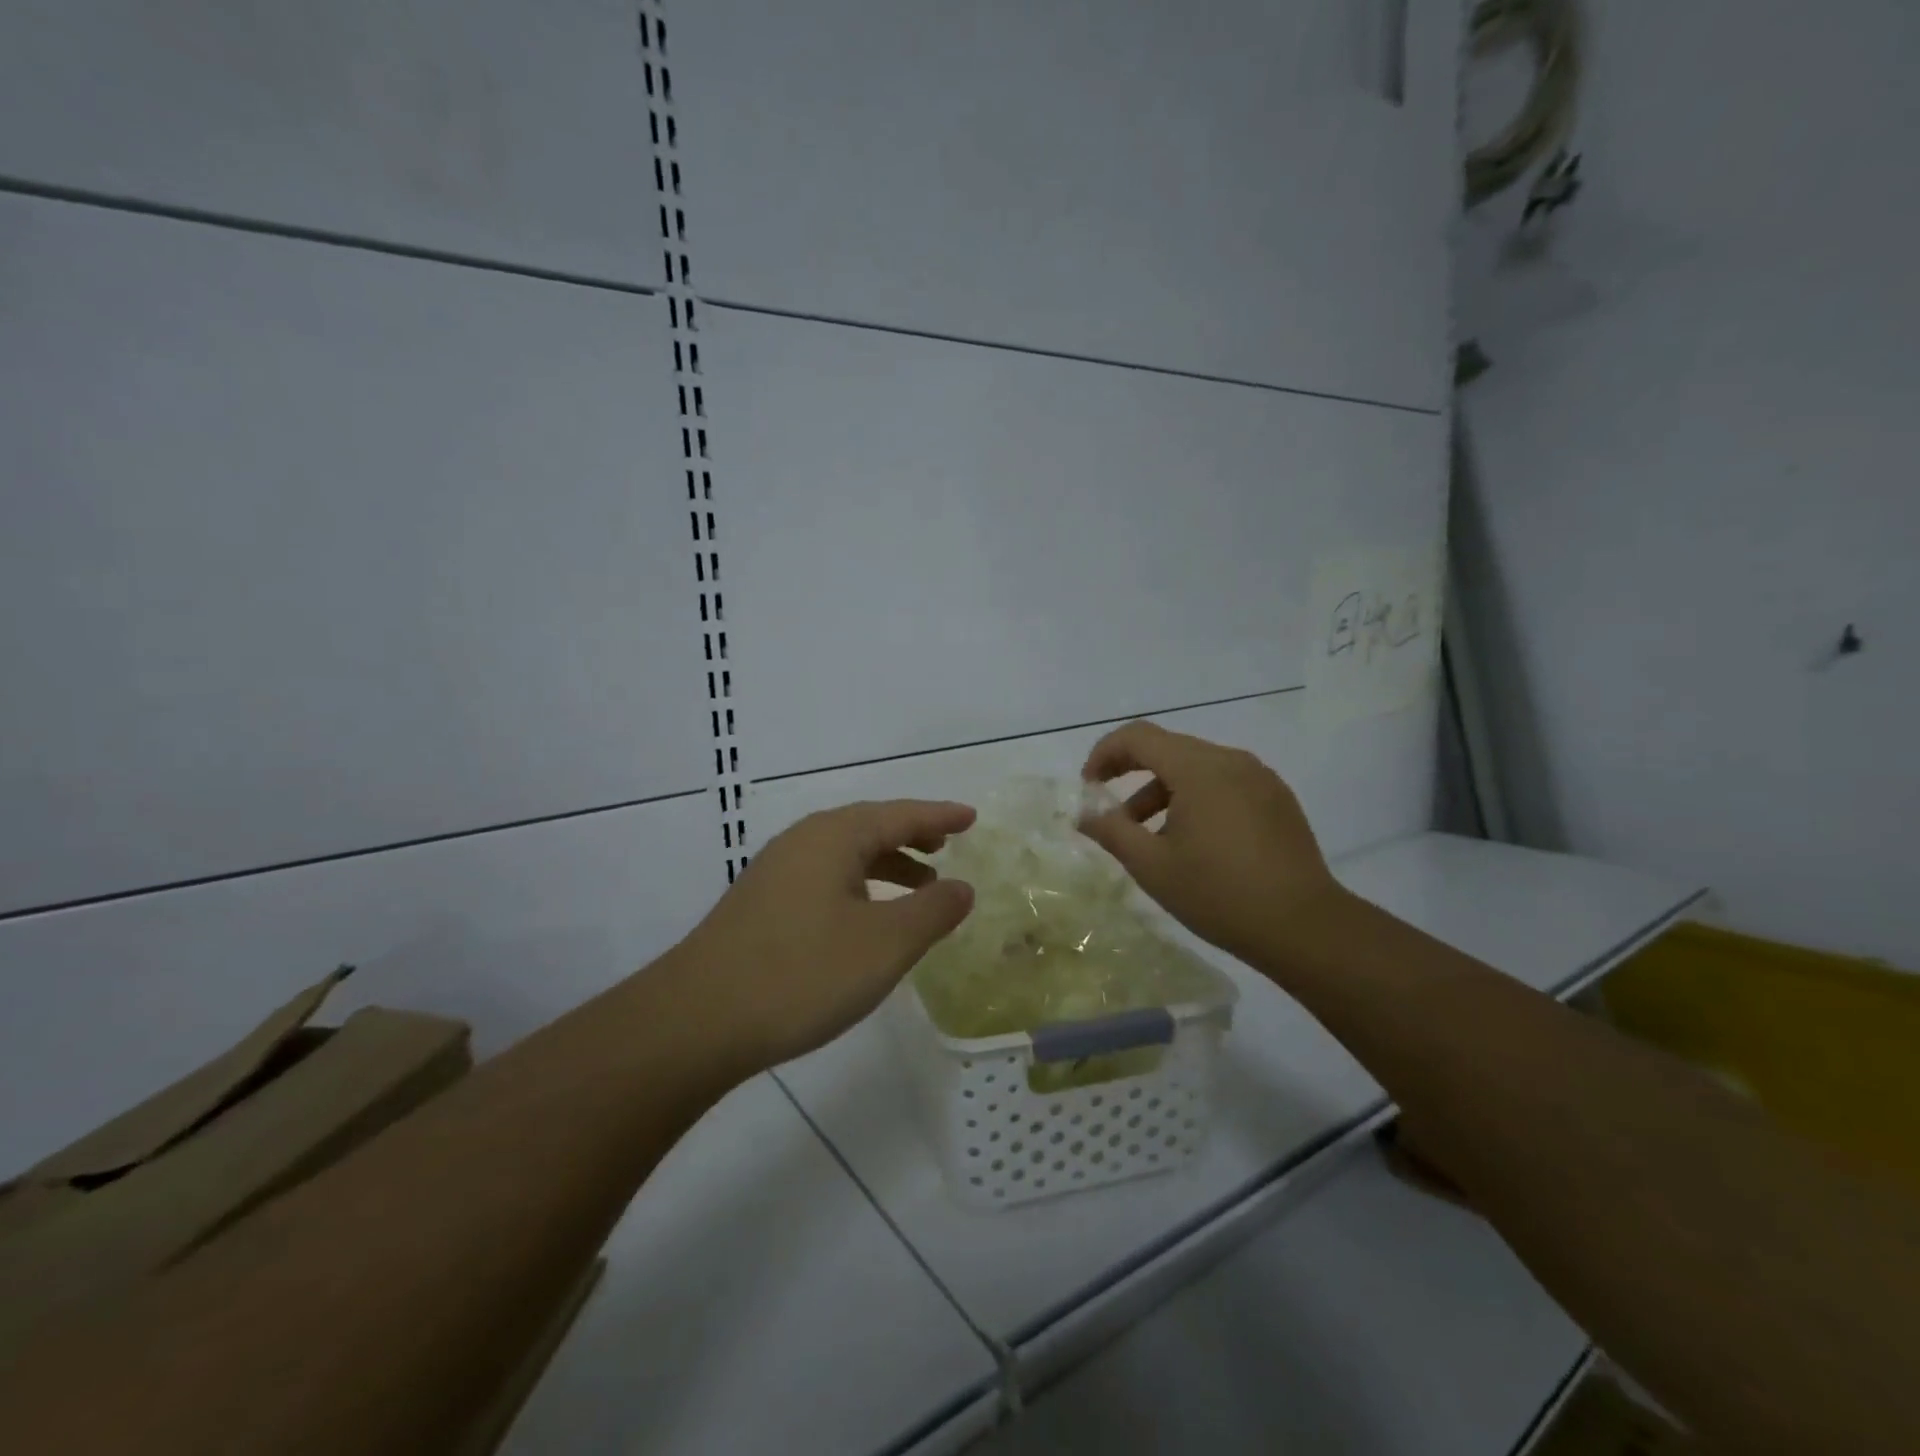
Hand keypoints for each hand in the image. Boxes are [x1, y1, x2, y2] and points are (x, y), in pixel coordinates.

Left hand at [674, 800, 976, 1070]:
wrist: (697, 1020)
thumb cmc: (802, 973)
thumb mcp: (884, 944)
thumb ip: (932, 911)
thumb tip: (961, 887)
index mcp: (833, 837)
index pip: (899, 814)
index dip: (939, 815)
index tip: (971, 817)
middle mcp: (802, 842)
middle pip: (868, 828)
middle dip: (910, 835)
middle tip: (945, 846)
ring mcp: (775, 873)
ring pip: (844, 856)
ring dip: (886, 865)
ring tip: (919, 886)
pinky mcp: (760, 906)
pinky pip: (824, 880)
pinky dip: (859, 888)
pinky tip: (866, 920)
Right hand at [1079, 721, 1340, 968]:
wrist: (1304, 927)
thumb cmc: (1219, 894)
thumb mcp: (1152, 866)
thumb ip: (1111, 831)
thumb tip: (1085, 814)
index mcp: (1199, 769)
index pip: (1139, 737)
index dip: (1105, 754)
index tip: (1089, 787)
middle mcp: (1231, 761)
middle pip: (1168, 750)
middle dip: (1132, 775)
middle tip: (1112, 815)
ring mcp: (1260, 778)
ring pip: (1197, 769)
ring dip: (1163, 792)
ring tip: (1150, 838)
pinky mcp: (1277, 799)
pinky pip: (1224, 784)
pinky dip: (1196, 799)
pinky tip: (1194, 843)